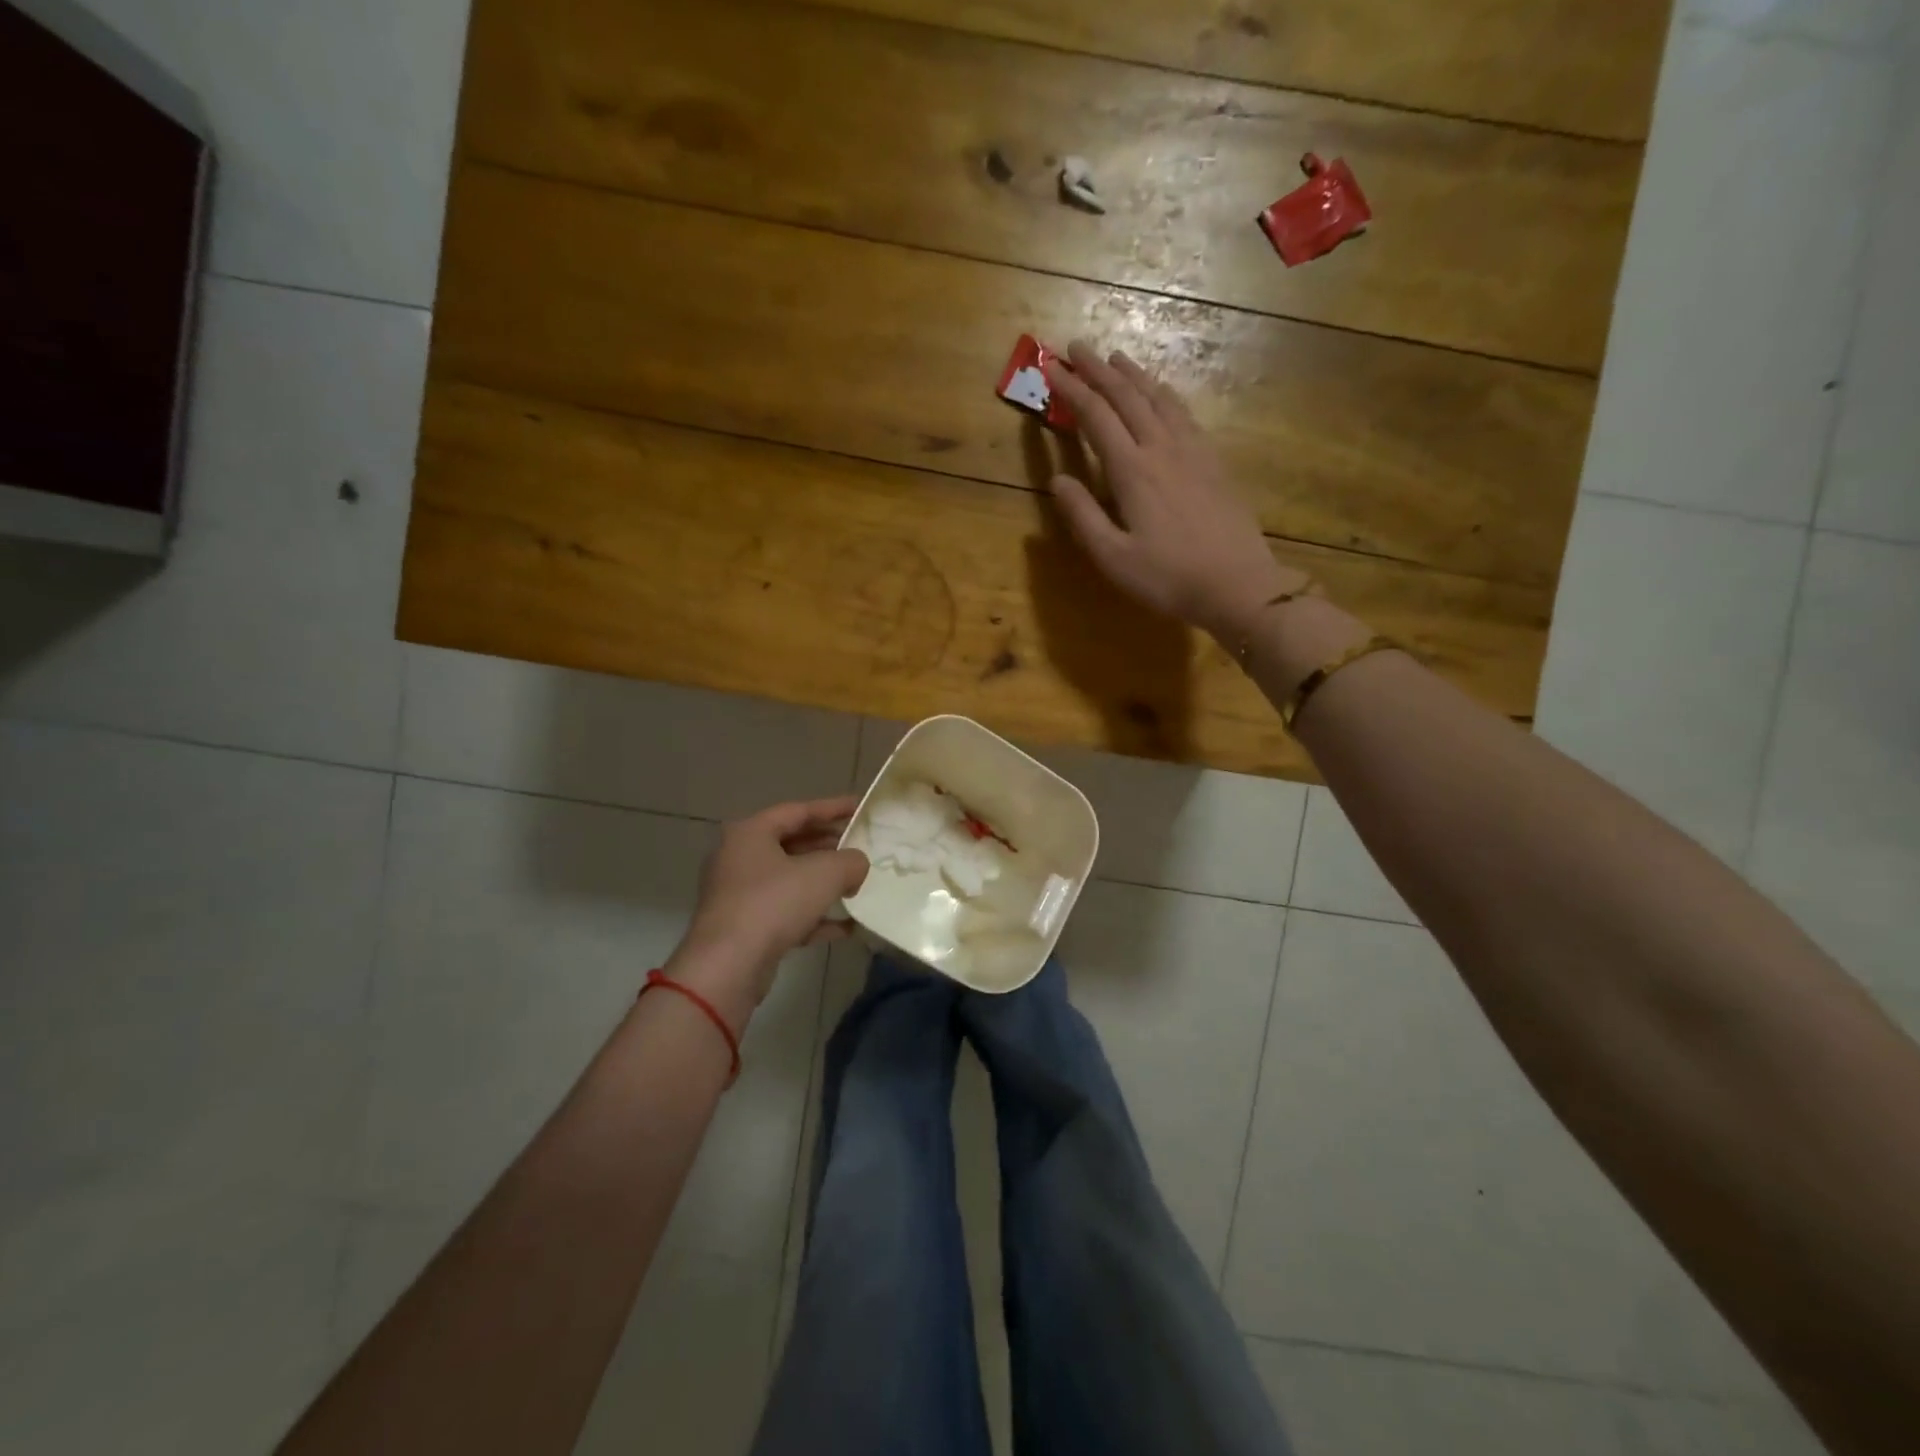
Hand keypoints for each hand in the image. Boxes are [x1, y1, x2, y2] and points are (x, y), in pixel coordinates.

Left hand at [667, 798, 869, 1031]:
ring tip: (856, 883)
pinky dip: (814, 916)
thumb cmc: (773, 904)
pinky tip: (846, 926)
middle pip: (792, 844)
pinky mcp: (744, 928)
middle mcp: (739, 858)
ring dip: (823, 882)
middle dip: (829, 847)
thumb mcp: (824, 874)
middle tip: (859, 847)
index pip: (798, 810)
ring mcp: (739, 895)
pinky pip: (786, 913)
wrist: (728, 967)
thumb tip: (857, 864)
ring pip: (789, 880)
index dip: (833, 808)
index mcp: (751, 833)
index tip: (860, 807)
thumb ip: (850, 861)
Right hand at [1044, 341, 1304, 641]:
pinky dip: (1164, 394)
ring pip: (1158, 398)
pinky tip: (1161, 393)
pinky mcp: (1212, 461)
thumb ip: (1082, 516)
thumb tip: (1056, 480)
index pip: (1095, 416)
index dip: (1071, 390)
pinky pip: (1184, 413)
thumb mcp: (1113, 557)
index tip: (1050, 367)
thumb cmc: (1168, 577)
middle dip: (1098, 369)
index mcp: (1132, 470)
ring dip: (1133, 374)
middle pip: (1126, 397)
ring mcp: (1192, 451)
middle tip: (1075, 346)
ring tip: (1115, 357)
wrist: (1238, 584)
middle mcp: (1161, 448)